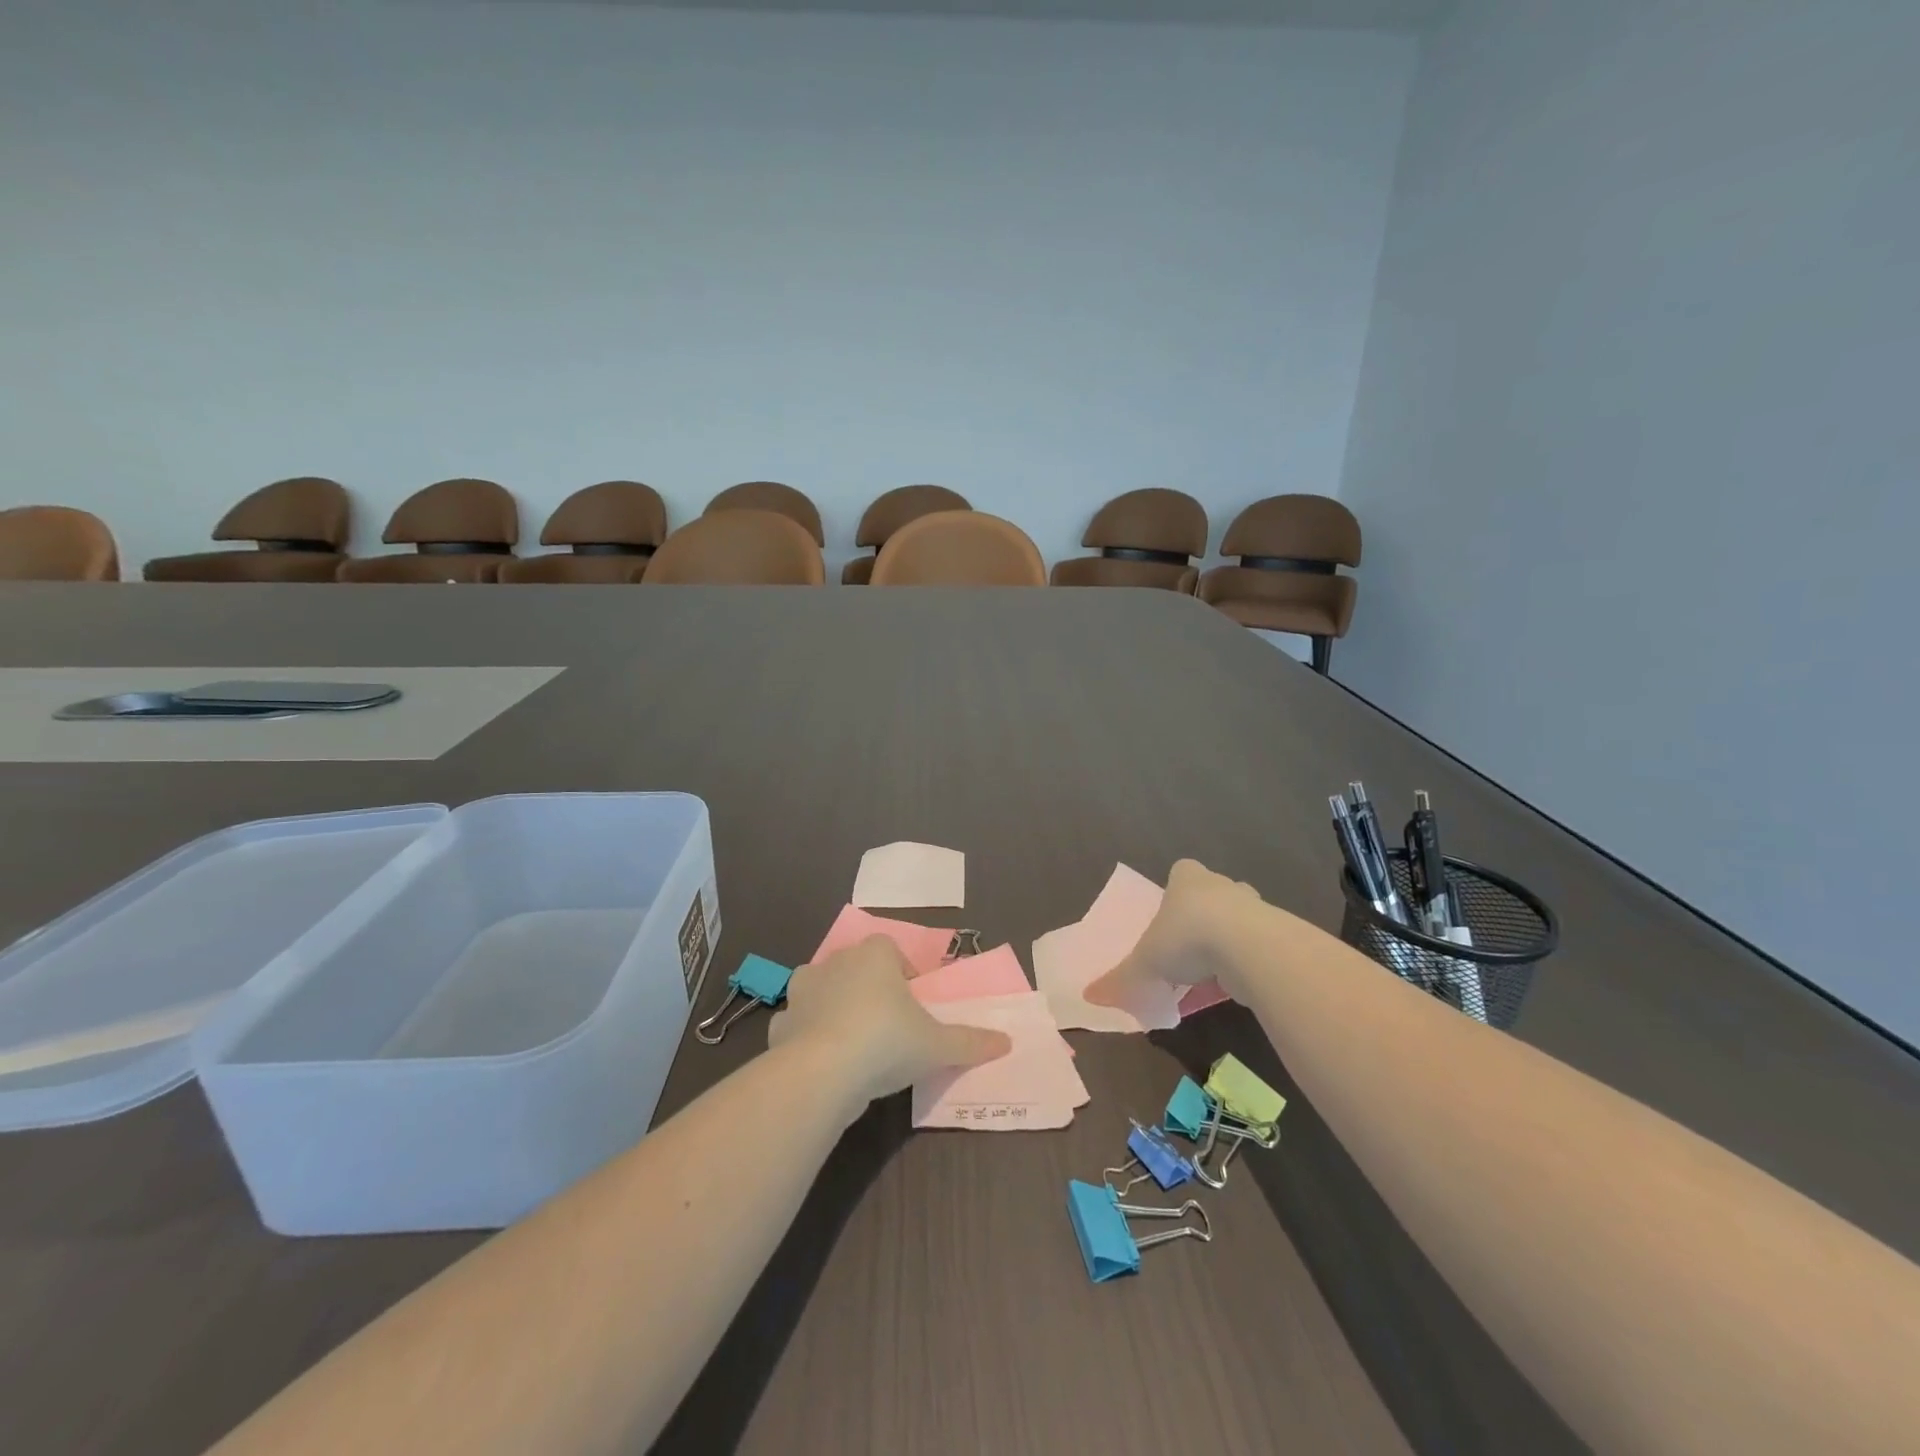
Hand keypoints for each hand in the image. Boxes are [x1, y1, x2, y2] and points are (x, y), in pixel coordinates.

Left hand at [769, 936, 1012, 1106]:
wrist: (822, 1073)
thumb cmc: (887, 1042)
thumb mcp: (938, 1045)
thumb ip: (971, 1042)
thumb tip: (1006, 1042)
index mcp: (875, 954)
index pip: (891, 950)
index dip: (903, 976)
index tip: (913, 1006)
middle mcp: (836, 961)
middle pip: (857, 968)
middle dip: (870, 990)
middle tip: (888, 1027)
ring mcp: (802, 991)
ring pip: (824, 991)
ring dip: (835, 1008)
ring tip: (855, 1045)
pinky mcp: (781, 1023)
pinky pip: (799, 1023)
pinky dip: (808, 1037)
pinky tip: (822, 1063)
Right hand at [1085, 858, 1267, 1009]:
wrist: (1249, 948)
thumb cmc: (1187, 938)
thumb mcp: (1145, 962)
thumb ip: (1121, 979)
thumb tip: (1090, 996)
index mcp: (1186, 879)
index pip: (1182, 872)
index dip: (1177, 890)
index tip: (1171, 914)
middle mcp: (1221, 885)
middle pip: (1213, 892)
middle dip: (1205, 914)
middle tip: (1191, 944)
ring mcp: (1254, 907)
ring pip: (1240, 918)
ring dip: (1230, 938)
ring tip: (1213, 969)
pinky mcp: (1276, 934)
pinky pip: (1257, 946)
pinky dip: (1248, 961)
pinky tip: (1236, 985)